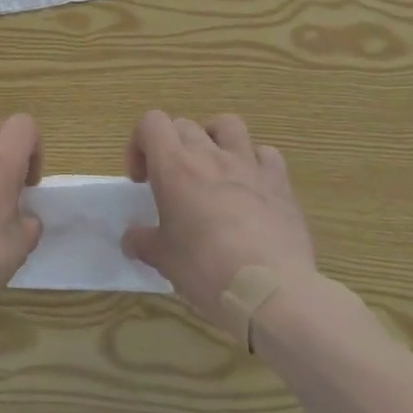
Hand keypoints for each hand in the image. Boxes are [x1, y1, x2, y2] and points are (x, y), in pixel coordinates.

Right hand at [121, 111, 315, 332]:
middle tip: (172, 183)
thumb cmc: (206, 268)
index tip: (142, 180)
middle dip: (171, 146)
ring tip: (212, 168)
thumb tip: (132, 239)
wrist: (270, 290)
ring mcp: (248, 165)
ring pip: (228, 125)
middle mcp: (210, 155)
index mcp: (174, 166)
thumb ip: (143, 241)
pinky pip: (266, 154)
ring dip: (214, 138)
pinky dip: (255, 162)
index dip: (139, 144)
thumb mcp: (163, 259)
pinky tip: (251, 187)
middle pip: (184, 125)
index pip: (151, 122)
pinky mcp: (280, 183)